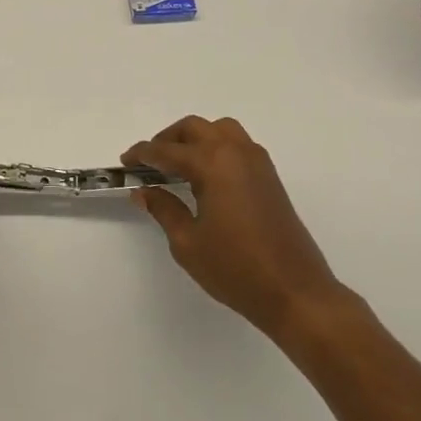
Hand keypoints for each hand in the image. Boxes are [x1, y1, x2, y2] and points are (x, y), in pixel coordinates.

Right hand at [125, 116, 348, 342]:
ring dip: (195, 138)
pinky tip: (206, 175)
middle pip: (194, 128)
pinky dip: (216, 146)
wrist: (295, 292)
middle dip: (167, 140)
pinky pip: (237, 144)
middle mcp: (235, 152)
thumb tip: (144, 191)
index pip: (167, 151)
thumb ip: (164, 209)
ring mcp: (257, 162)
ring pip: (219, 129)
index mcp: (212, 164)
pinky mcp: (269, 176)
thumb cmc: (236, 269)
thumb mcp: (188, 242)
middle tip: (149, 163)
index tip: (125, 162)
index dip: (142, 154)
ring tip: (178, 163)